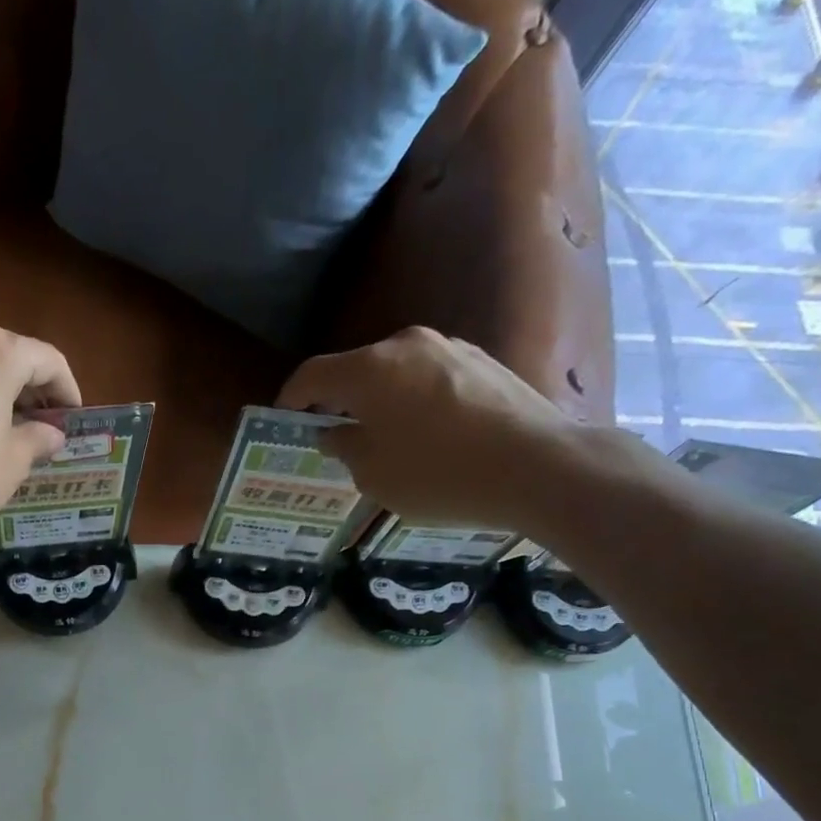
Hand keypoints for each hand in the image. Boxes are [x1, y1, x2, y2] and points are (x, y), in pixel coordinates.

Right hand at [279, 327, 622, 529]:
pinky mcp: (481, 360)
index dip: (290, 398)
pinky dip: (413, 401)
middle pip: (355, 370)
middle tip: (332, 437)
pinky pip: (428, 378)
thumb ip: (344, 447)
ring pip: (394, 373)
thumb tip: (333, 431)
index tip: (283, 421)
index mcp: (369, 370)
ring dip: (378, 401)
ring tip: (381, 440)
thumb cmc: (439, 475)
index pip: (312, 375)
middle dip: (338, 402)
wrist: (537, 465)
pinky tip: (424, 435)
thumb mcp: (373, 475)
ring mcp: (449, 347)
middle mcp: (406, 345)